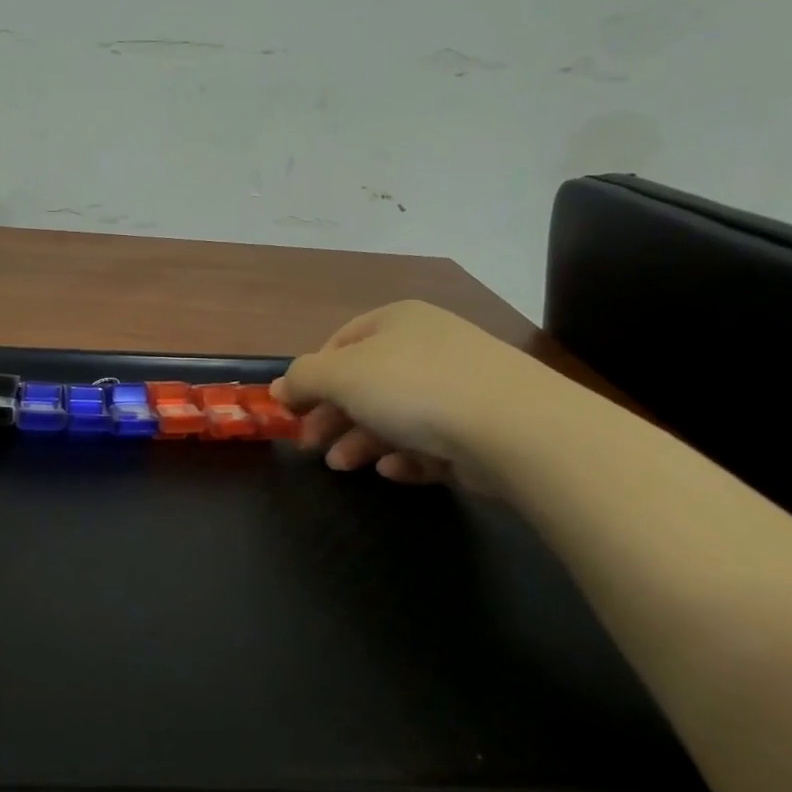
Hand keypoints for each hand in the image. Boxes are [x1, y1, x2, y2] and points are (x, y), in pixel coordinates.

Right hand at [273, 300, 548, 487]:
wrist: (513, 427)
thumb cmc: (412, 387)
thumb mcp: (339, 375)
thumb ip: (302, 378)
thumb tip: (278, 388)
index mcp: (396, 321)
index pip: (340, 342)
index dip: (312, 375)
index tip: (295, 409)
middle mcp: (428, 346)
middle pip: (365, 383)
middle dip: (333, 416)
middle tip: (311, 445)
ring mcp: (459, 386)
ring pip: (395, 415)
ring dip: (361, 441)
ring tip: (343, 466)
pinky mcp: (481, 427)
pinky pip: (432, 441)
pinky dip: (407, 456)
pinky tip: (395, 470)